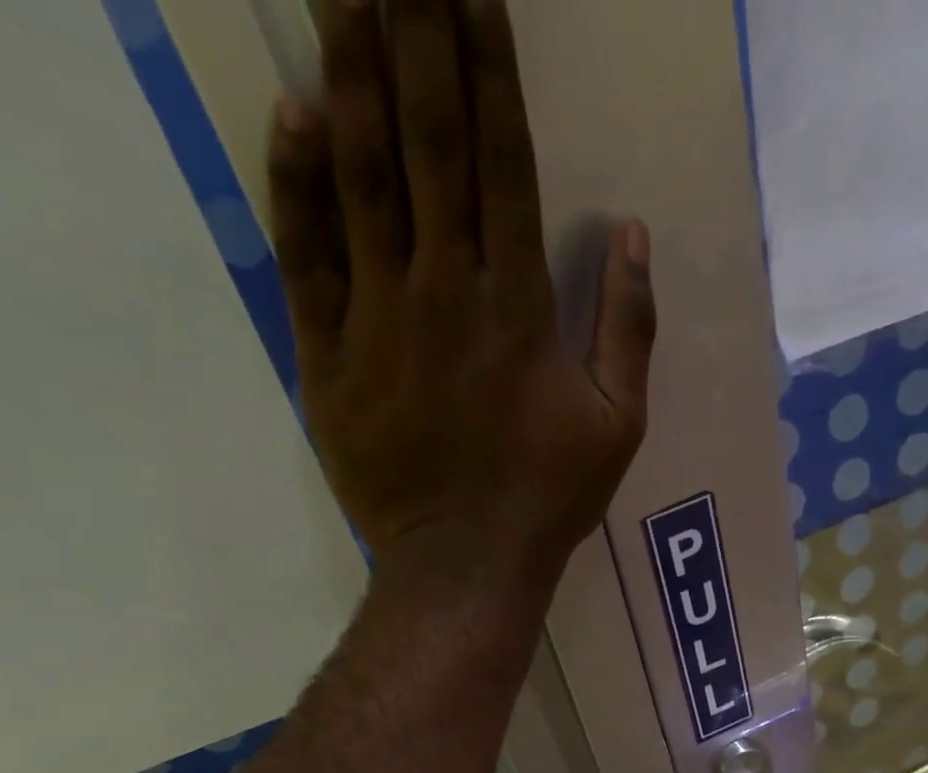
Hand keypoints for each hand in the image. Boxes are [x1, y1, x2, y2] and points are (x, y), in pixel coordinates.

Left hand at [266, 0, 655, 580]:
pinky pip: (307, 259)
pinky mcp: (329, 358)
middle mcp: (446, 292)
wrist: (465, 565)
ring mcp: (379, 321)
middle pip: (427, 143)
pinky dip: (296, 186)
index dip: (486, 64)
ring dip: (352, 76)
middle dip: (414, 32)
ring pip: (362, 180)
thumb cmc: (547, 499)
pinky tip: (293, 117)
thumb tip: (634, 233)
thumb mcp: (618, 427)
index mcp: (520, 307)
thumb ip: (629, 330)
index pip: (501, 159)